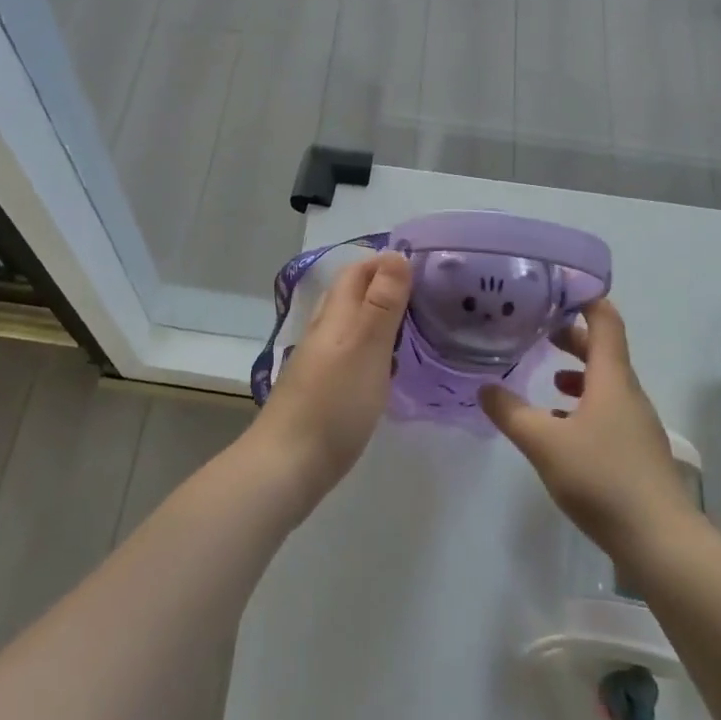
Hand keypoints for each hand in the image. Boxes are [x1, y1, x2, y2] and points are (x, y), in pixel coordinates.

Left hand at [246, 250, 410, 517]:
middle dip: (388, 286)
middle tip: (433, 296)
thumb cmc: (333, 403)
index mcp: (335, 314)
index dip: (387, 262)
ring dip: (383, 317)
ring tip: (422, 325)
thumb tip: (395, 255)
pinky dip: (376, 347)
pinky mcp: (324, 388)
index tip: (427, 266)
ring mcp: (321, 360)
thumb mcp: (366, 348)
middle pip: (354, 294)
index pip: (358, 271)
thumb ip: (381, 303)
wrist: (287, 465)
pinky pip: (354, 352)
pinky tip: (393, 364)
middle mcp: (325, 330)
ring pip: (354, 324)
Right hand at [479, 299, 696, 558]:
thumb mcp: (544, 443)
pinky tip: (560, 426)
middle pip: (604, 350)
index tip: (557, 285)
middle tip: (539, 327)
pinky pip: (607, 412)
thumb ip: (511, 413)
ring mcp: (636, 424)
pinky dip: (583, 405)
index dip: (585, 297)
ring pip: (605, 383)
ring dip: (578, 372)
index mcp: (612, 379)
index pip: (605, 320)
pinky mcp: (636, 452)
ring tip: (546, 374)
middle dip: (573, 335)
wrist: (662, 543)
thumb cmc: (603, 479)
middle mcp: (628, 394)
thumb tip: (484, 388)